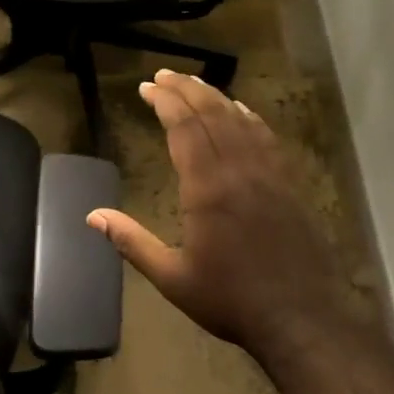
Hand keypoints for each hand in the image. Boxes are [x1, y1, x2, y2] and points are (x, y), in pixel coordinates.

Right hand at [89, 69, 359, 361]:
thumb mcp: (172, 277)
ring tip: (194, 83)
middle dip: (186, 89)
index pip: (184, 128)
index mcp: (207, 188)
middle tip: (164, 76)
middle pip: (212, 114)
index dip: (165, 102)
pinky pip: (266, 137)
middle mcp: (239, 170)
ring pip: (240, 120)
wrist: (301, 318)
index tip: (147, 86)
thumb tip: (92, 216)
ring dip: (215, 97)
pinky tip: (240, 110)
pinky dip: (248, 117)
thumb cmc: (230, 299)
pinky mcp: (288, 184)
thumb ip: (132, 242)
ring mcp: (268, 174)